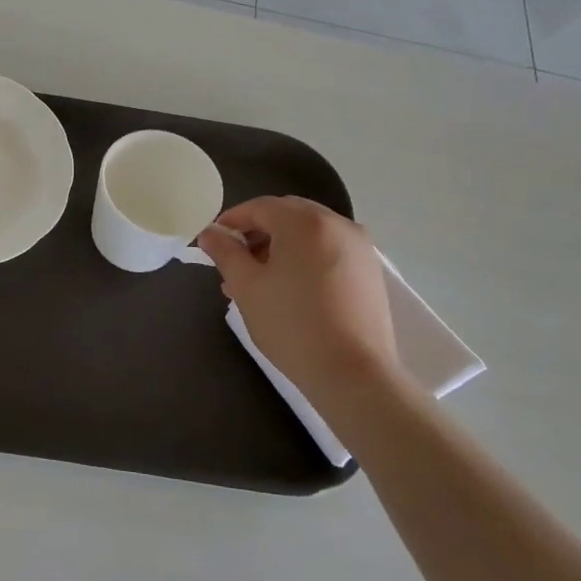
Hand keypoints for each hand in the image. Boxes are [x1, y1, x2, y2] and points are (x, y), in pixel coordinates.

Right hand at [198, 197, 400, 413]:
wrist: (353, 374)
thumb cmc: (291, 324)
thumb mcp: (247, 287)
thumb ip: (225, 253)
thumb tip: (209, 233)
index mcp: (304, 222)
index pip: (260, 207)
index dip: (232, 220)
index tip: (213, 241)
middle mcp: (337, 224)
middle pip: (287, 215)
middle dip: (257, 232)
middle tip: (235, 261)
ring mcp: (360, 247)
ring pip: (309, 233)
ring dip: (281, 246)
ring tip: (258, 281)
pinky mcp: (370, 271)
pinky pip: (329, 250)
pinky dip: (305, 258)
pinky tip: (290, 289)